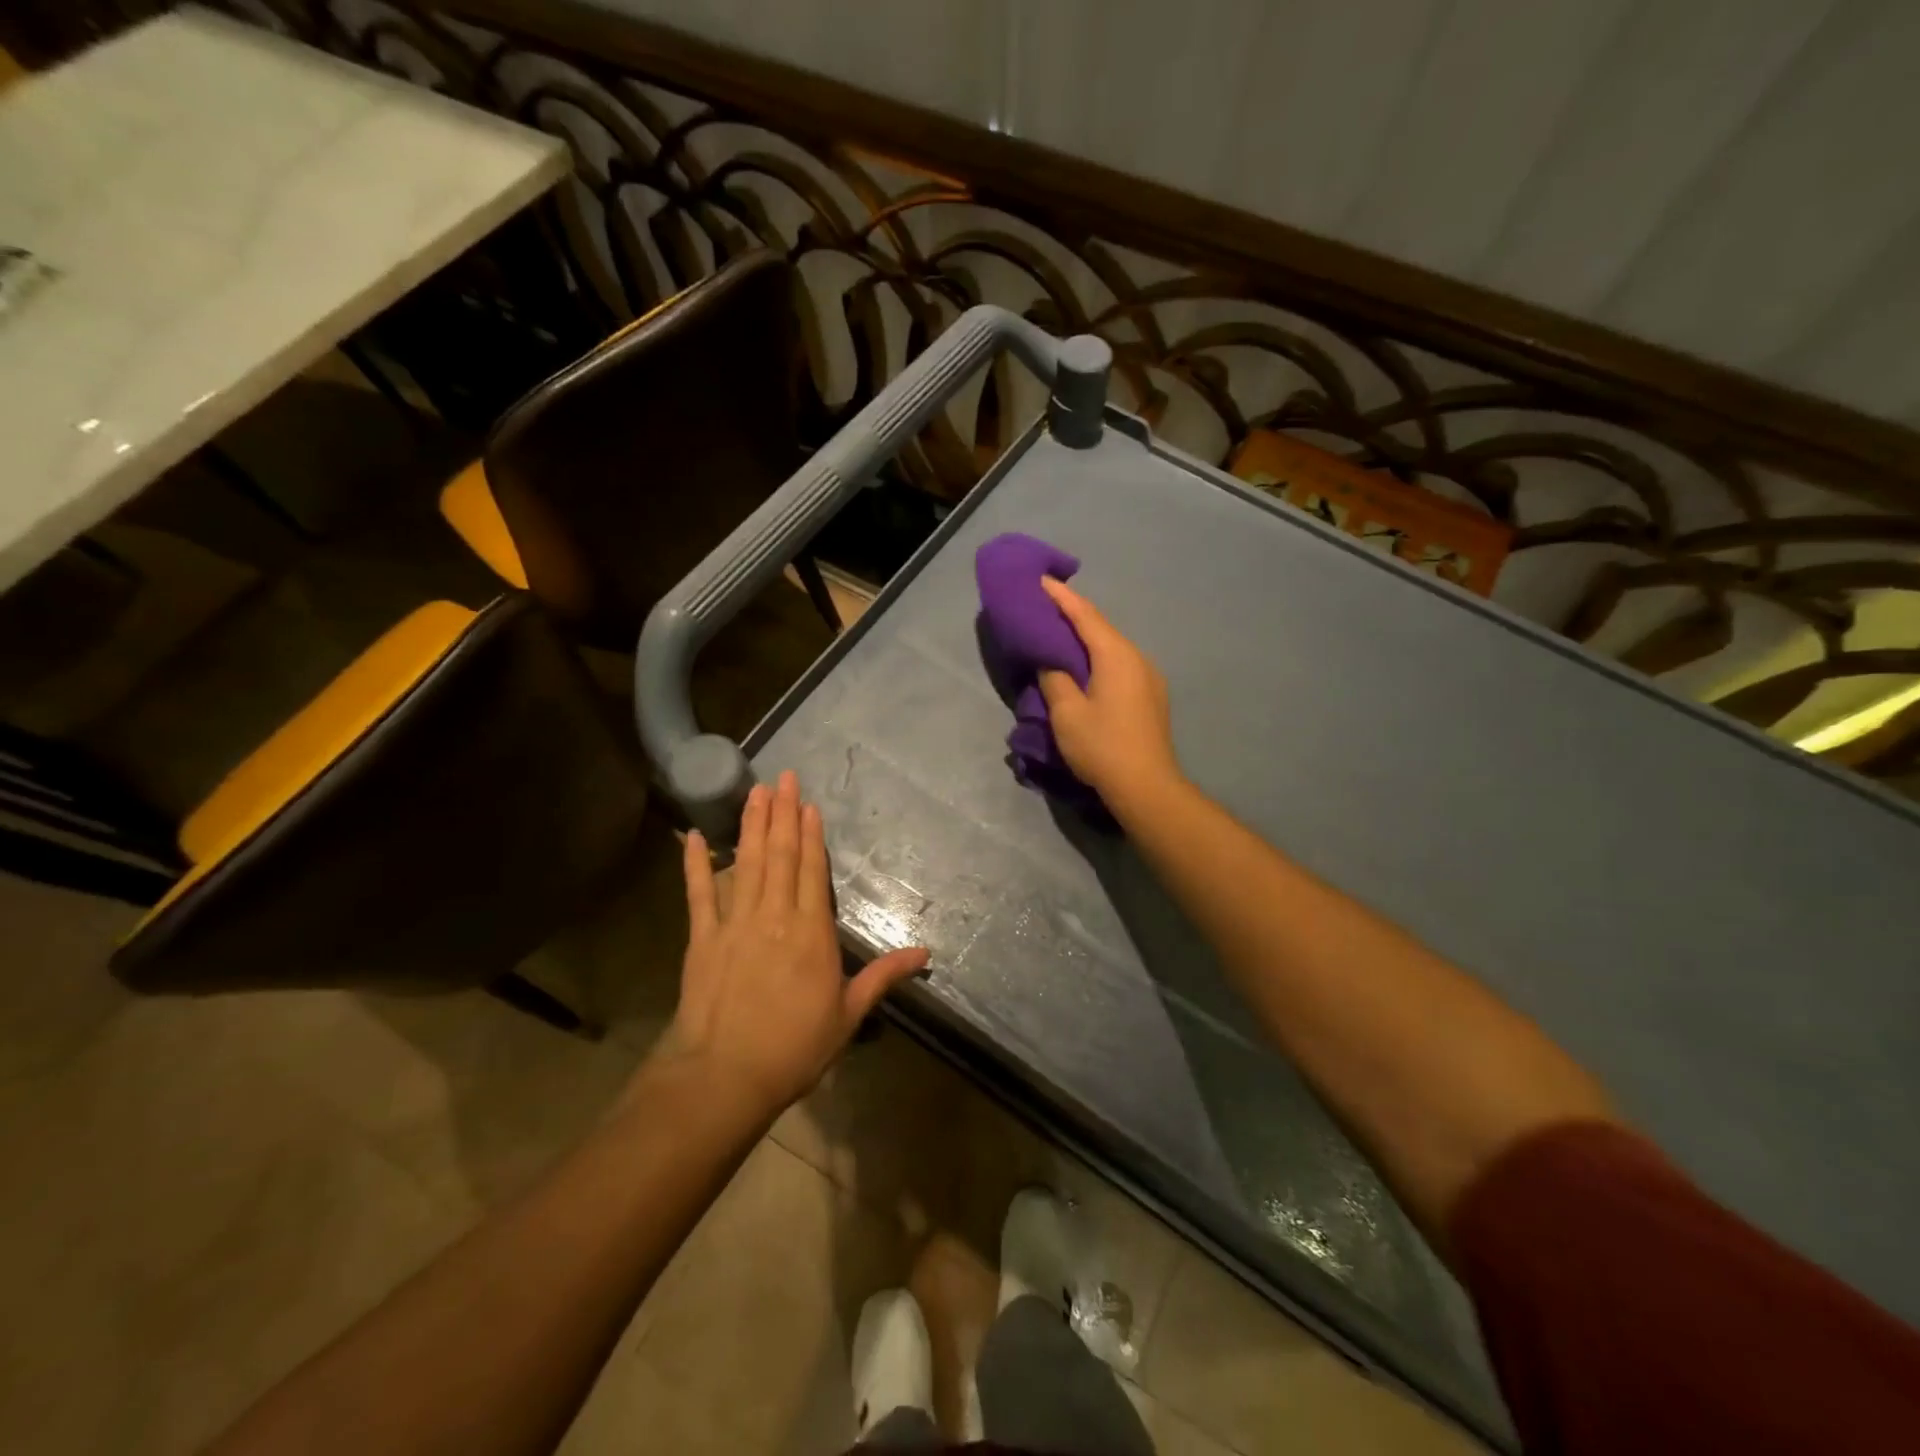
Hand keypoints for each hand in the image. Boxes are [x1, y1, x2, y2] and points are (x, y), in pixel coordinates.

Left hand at [667, 771, 928, 1114]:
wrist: (725, 1077)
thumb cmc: (794, 1048)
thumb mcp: (848, 1015)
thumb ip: (883, 977)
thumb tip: (926, 953)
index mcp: (811, 932)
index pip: (812, 871)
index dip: (811, 835)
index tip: (808, 804)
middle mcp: (774, 916)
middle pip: (780, 856)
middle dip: (782, 814)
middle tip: (781, 777)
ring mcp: (734, 924)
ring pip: (746, 863)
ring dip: (751, 826)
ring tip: (754, 792)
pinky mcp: (702, 939)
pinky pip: (698, 894)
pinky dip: (694, 864)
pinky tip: (691, 836)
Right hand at [1038, 577, 1180, 806]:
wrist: (1147, 786)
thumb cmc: (1102, 746)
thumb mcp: (1067, 713)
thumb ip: (1055, 679)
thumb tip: (1051, 662)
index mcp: (1116, 656)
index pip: (1085, 615)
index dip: (1061, 597)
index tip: (1040, 580)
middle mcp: (1137, 658)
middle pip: (1101, 628)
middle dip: (1073, 615)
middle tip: (1045, 606)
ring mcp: (1149, 677)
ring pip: (1112, 647)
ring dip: (1086, 639)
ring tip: (1060, 635)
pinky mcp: (1150, 696)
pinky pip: (1120, 665)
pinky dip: (1098, 658)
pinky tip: (1085, 666)